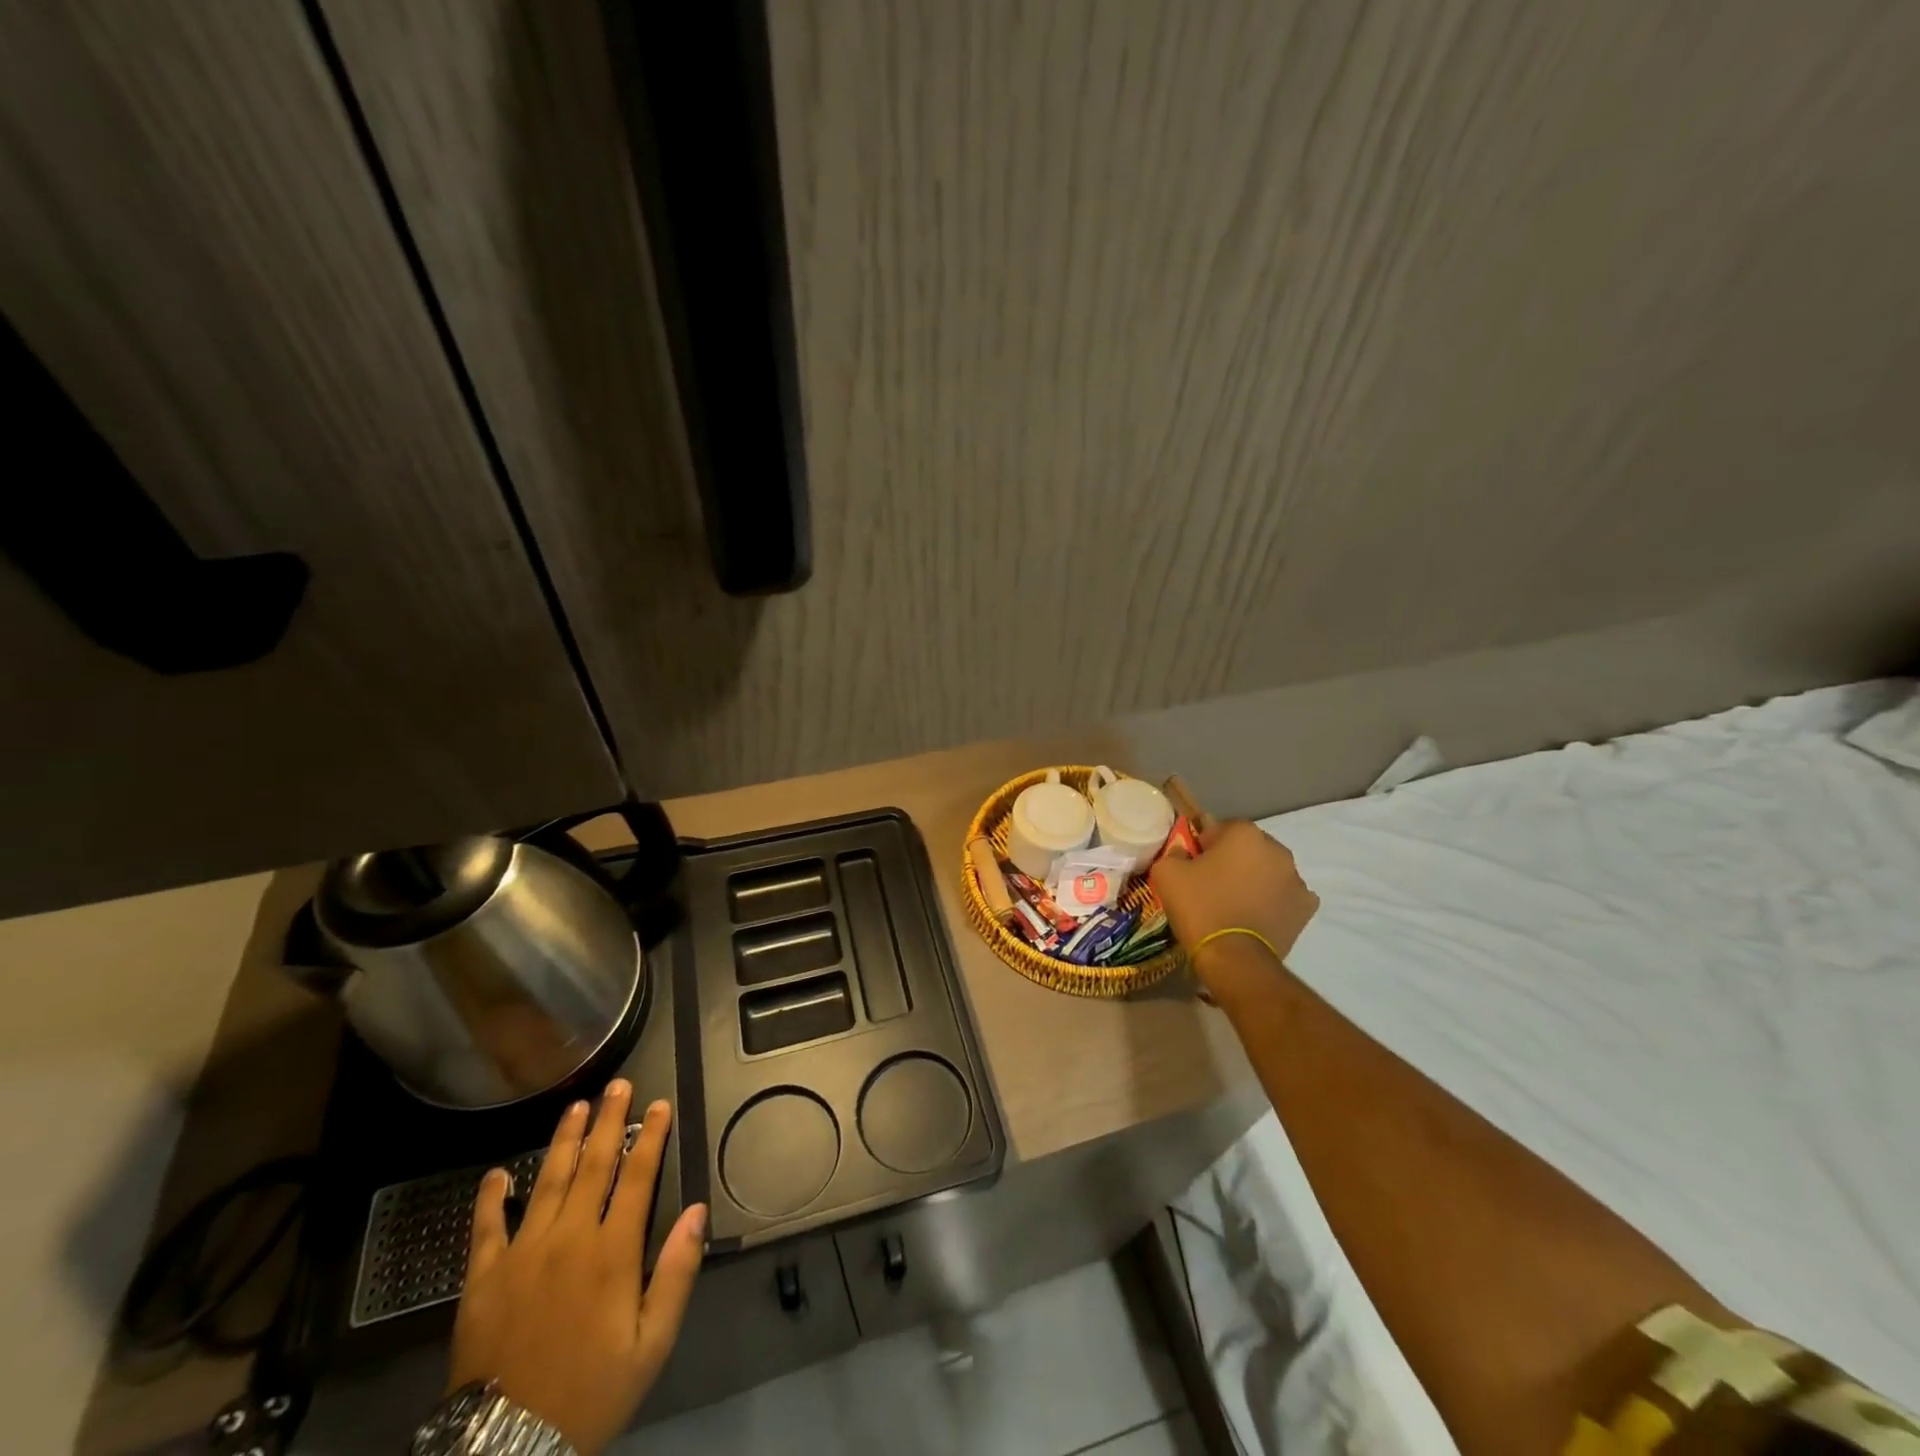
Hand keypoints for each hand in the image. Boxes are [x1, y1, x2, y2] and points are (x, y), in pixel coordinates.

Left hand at [448, 1080, 706, 1455]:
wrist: (507, 1448)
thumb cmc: (591, 1393)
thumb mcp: (652, 1344)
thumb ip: (677, 1273)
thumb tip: (698, 1211)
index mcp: (612, 1251)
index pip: (637, 1176)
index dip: (650, 1137)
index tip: (659, 1105)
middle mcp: (569, 1238)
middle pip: (593, 1165)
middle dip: (608, 1121)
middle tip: (618, 1085)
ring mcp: (522, 1254)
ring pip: (547, 1181)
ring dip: (564, 1139)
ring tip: (576, 1106)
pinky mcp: (483, 1278)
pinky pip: (486, 1227)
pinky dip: (490, 1197)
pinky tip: (497, 1172)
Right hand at [1149, 819, 1319, 986]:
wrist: (1235, 958)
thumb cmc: (1200, 907)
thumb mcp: (1167, 872)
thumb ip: (1175, 851)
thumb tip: (1183, 852)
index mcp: (1244, 833)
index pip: (1219, 828)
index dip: (1203, 846)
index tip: (1192, 866)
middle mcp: (1277, 849)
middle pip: (1247, 848)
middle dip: (1232, 860)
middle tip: (1211, 885)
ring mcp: (1297, 879)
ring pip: (1268, 870)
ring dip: (1254, 879)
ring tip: (1234, 904)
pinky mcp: (1307, 907)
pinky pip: (1284, 895)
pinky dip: (1272, 901)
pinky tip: (1256, 916)